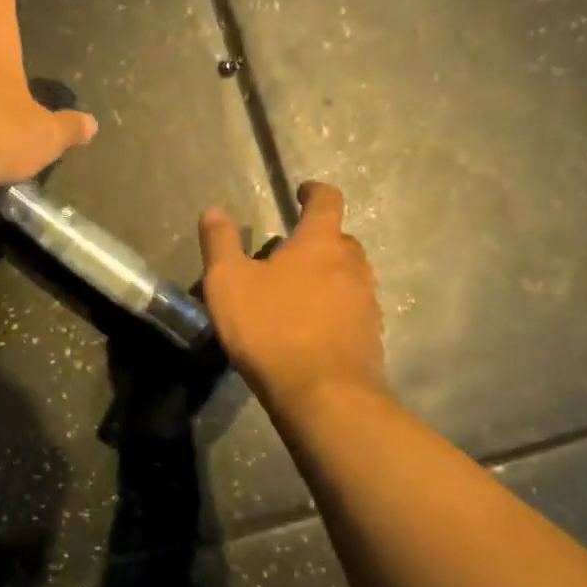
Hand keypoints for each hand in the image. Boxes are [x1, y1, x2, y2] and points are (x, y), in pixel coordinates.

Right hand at [198, 182, 386, 406]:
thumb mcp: (228, 283)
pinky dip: (334, 310)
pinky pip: (352, 310)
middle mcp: (352, 265)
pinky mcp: (371, 336)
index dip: (314, 192)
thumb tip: (215, 211)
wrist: (322, 394)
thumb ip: (220, 243)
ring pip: (349, 277)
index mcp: (321, 243)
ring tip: (297, 295)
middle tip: (288, 255)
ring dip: (327, 277)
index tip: (302, 192)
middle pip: (340, 240)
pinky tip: (311, 330)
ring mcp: (367, 302)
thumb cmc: (271, 329)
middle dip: (317, 241)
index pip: (327, 201)